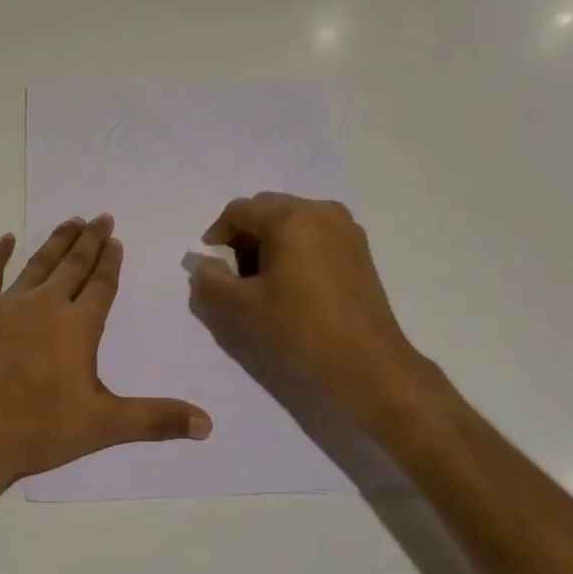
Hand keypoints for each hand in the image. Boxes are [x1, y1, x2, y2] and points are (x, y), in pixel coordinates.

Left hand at [0, 215, 211, 495]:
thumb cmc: (37, 428)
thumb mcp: (103, 425)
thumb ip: (155, 419)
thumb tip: (208, 424)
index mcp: (77, 327)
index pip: (101, 286)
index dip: (110, 263)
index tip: (116, 240)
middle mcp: (45, 305)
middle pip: (73, 265)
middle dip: (90, 241)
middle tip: (101, 217)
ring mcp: (6, 306)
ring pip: (37, 264)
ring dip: (56, 241)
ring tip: (70, 221)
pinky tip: (5, 238)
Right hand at [188, 193, 437, 415]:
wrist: (367, 363)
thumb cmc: (300, 328)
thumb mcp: (242, 307)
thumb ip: (210, 282)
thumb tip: (204, 267)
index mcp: (289, 217)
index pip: (238, 211)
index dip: (216, 236)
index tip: (211, 268)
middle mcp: (319, 210)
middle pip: (266, 210)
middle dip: (243, 237)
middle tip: (235, 275)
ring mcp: (344, 227)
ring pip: (291, 221)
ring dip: (269, 242)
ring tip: (262, 281)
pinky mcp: (359, 248)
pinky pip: (314, 234)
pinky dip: (294, 248)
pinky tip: (292, 283)